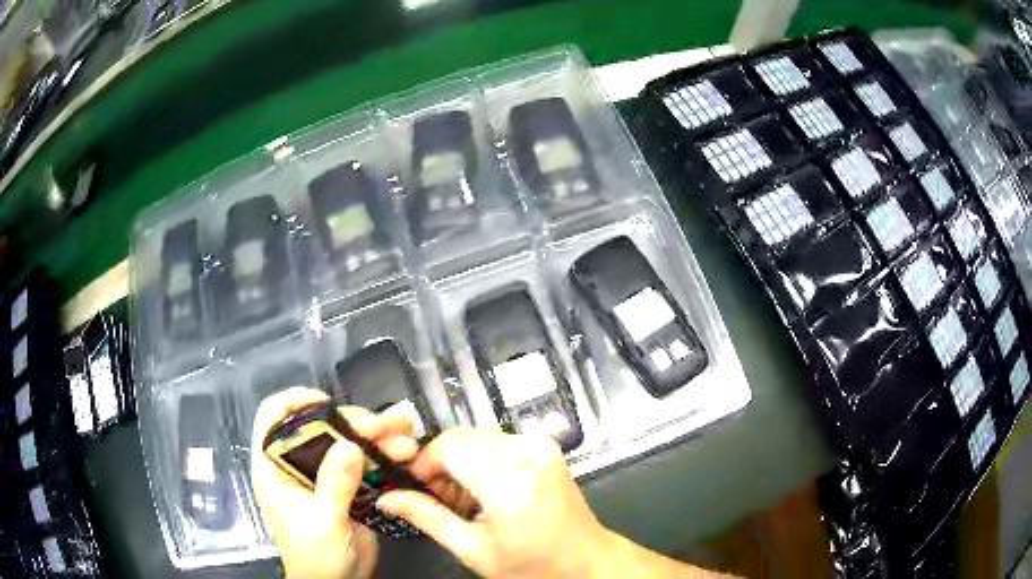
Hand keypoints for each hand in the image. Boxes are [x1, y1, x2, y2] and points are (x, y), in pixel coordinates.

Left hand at [251, 387, 418, 578]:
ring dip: (378, 437)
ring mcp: (325, 475)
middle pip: (321, 427)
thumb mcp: (322, 523)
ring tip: (408, 440)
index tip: (327, 402)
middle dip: (354, 423)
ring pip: (348, 442)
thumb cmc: (315, 557)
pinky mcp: (349, 487)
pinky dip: (387, 457)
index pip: (272, 419)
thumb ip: (334, 485)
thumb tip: (349, 444)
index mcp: (275, 467)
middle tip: (386, 427)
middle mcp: (298, 464)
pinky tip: (409, 454)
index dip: (294, 402)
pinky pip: (367, 463)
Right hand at [376, 429, 608, 577]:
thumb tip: (388, 499)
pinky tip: (483, 490)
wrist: (586, 561)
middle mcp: (527, 454)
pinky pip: (498, 441)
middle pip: (461, 437)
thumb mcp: (474, 550)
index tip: (414, 486)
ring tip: (462, 500)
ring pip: (477, 437)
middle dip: (440, 463)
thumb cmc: (532, 565)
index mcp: (509, 483)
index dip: (423, 462)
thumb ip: (428, 518)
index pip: (449, 447)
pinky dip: (481, 459)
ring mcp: (540, 446)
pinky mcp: (545, 447)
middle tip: (437, 497)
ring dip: (460, 461)